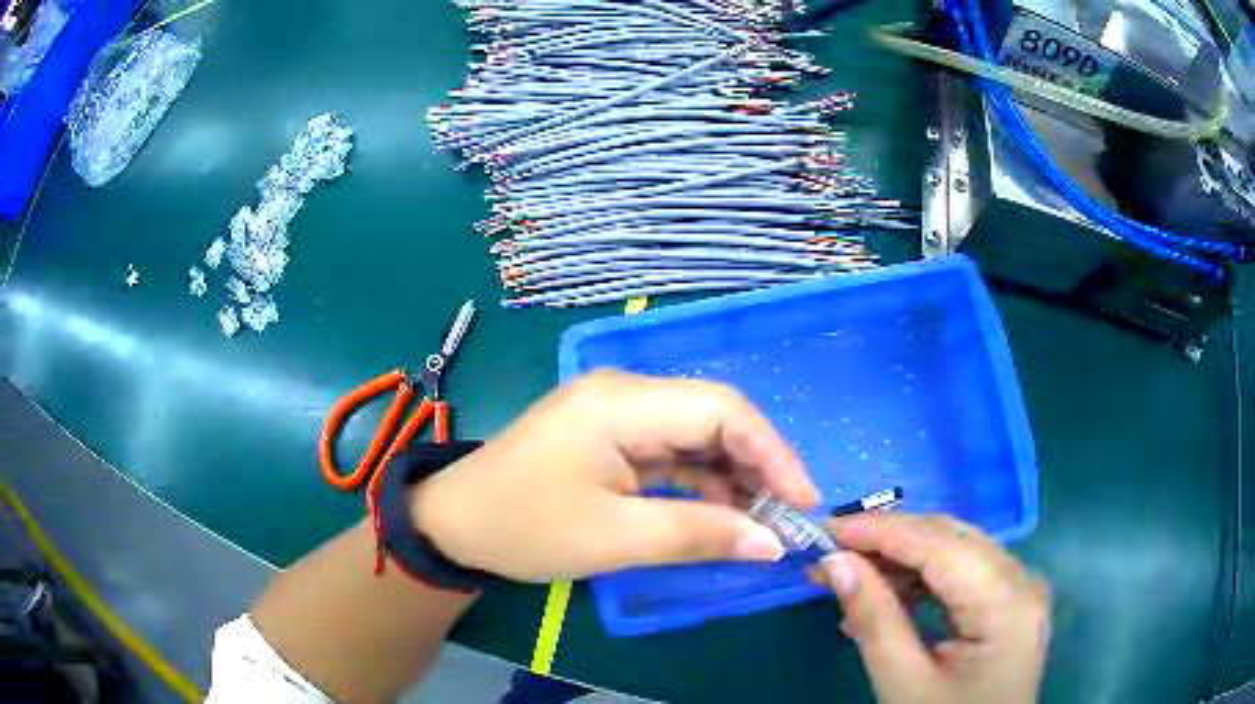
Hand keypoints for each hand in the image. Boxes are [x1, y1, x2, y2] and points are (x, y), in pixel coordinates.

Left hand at [410, 370, 819, 581]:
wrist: (454, 524)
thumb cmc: (524, 528)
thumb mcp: (614, 538)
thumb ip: (699, 534)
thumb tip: (773, 543)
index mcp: (622, 403)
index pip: (722, 409)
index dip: (773, 453)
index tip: (804, 502)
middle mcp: (625, 393)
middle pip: (714, 417)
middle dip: (758, 466)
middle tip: (789, 517)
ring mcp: (616, 413)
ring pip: (697, 435)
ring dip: (733, 476)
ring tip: (764, 522)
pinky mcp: (610, 438)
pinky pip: (672, 452)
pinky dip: (701, 482)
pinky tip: (722, 513)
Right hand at [822, 513, 1049, 703]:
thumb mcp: (904, 686)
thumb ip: (875, 620)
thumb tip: (836, 564)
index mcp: (1006, 604)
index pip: (941, 545)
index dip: (882, 531)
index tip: (826, 529)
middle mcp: (1022, 582)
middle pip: (953, 539)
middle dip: (890, 541)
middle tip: (832, 553)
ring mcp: (1020, 591)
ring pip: (958, 551)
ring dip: (903, 560)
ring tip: (851, 578)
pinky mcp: (1010, 605)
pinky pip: (965, 575)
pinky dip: (922, 580)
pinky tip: (887, 597)